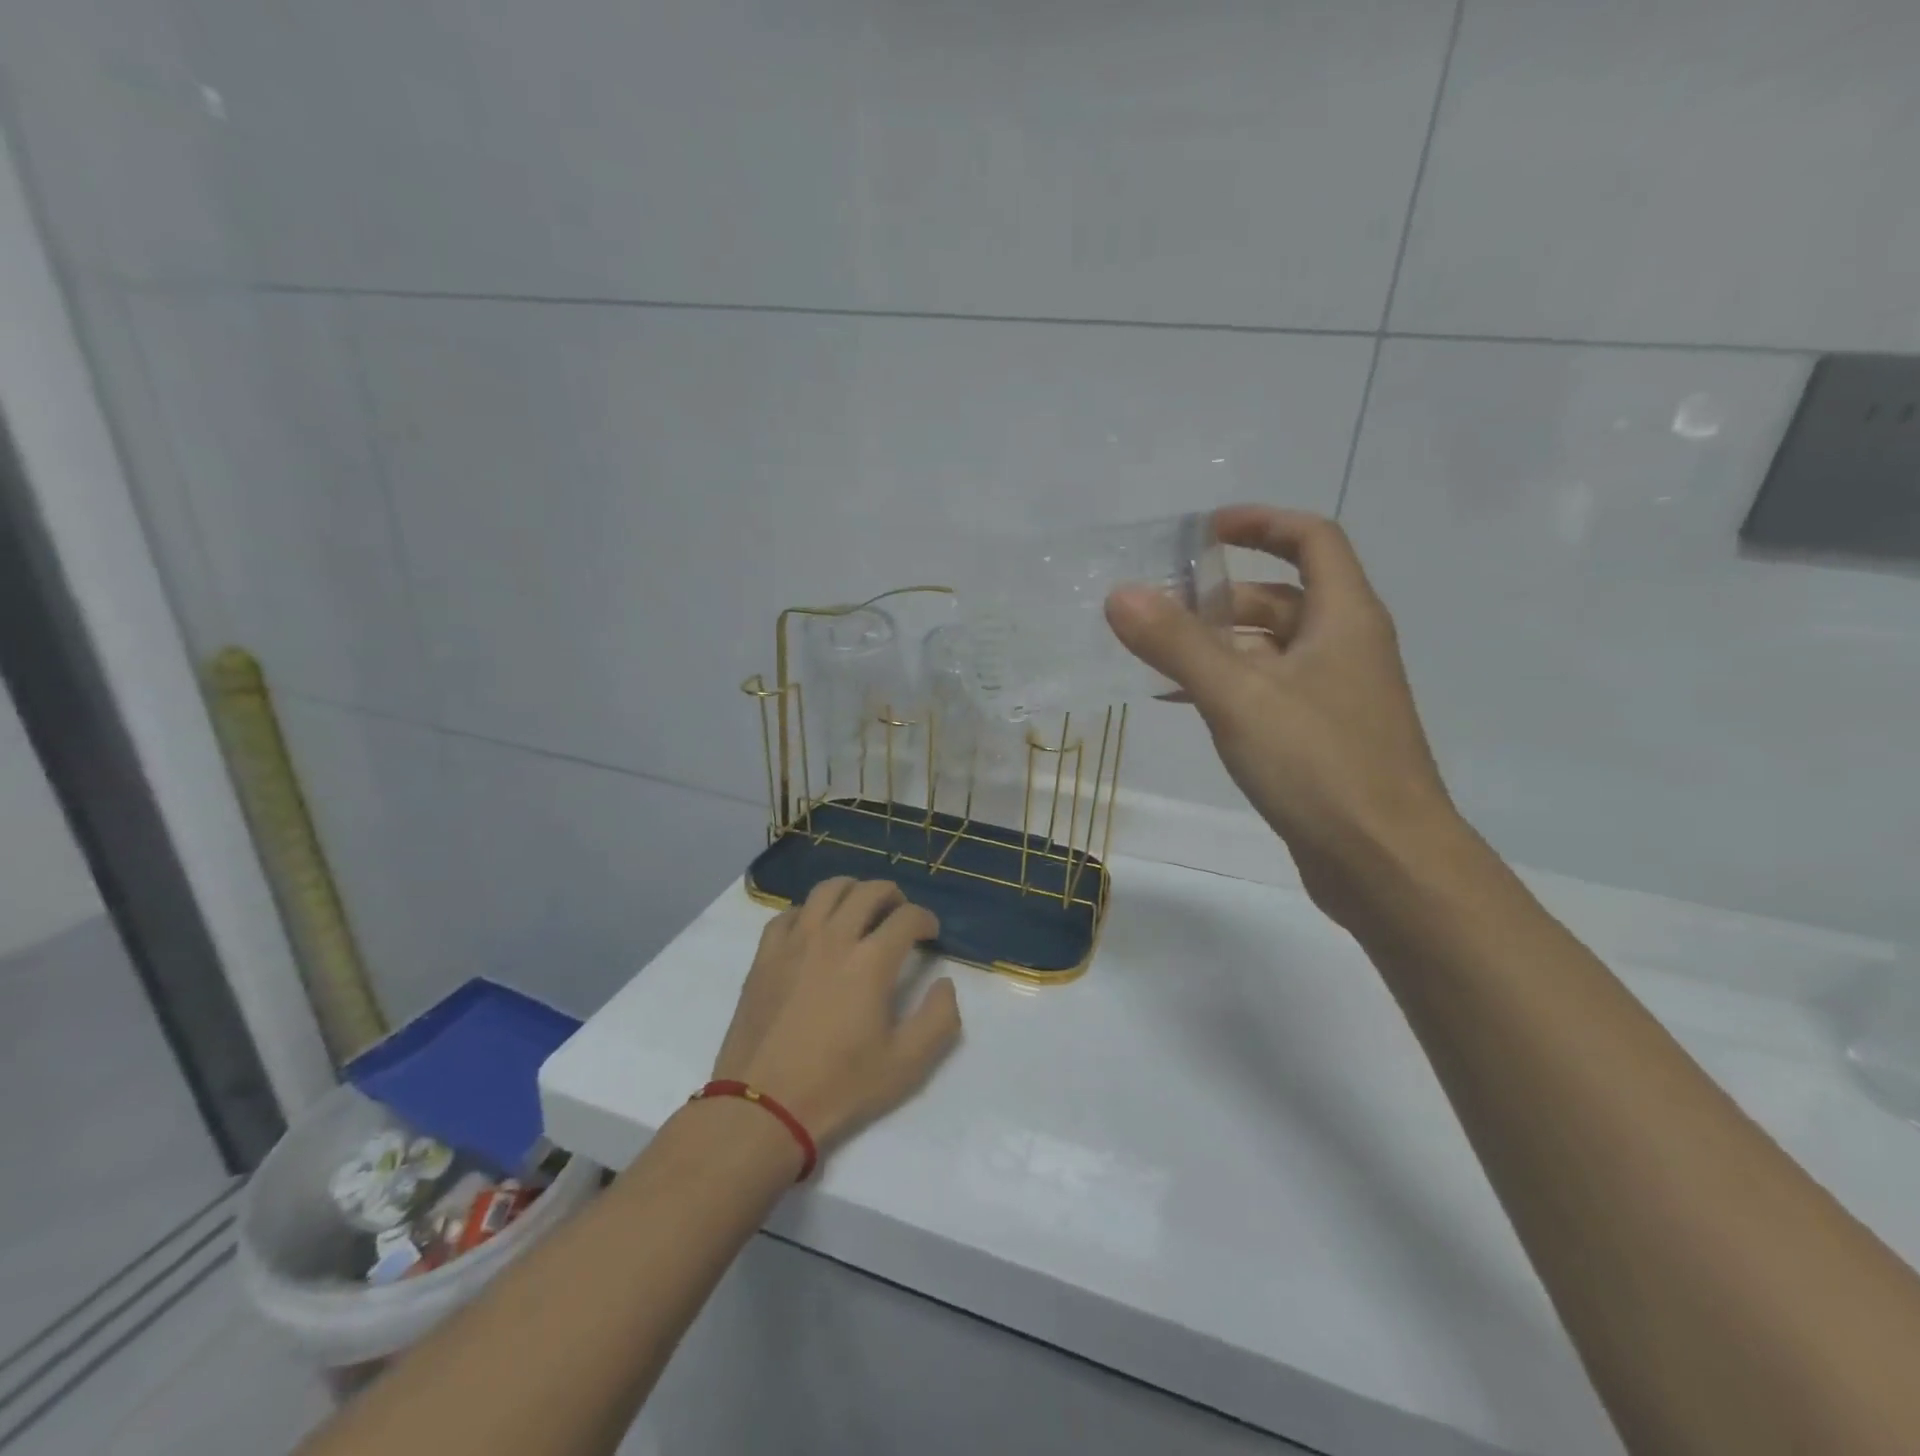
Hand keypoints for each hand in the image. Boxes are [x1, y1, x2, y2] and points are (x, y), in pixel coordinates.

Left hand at [711, 878, 960, 1152]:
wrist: (763, 1106)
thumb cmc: (839, 1086)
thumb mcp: (906, 1064)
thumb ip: (939, 1018)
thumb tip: (945, 983)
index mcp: (871, 961)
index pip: (907, 917)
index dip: (925, 919)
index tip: (930, 934)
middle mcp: (833, 938)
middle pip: (868, 891)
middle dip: (893, 895)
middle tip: (899, 913)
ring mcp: (794, 942)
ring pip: (827, 890)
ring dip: (851, 891)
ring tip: (860, 907)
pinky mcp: (765, 955)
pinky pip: (788, 913)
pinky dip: (809, 911)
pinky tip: (814, 929)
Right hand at [1106, 506, 1457, 923]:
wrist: (1386, 864)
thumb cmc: (1320, 765)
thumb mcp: (1239, 695)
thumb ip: (1177, 643)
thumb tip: (1121, 594)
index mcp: (1344, 618)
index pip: (1312, 538)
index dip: (1260, 522)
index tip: (1204, 531)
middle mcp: (1346, 647)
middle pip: (1282, 597)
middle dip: (1220, 596)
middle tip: (1158, 608)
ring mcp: (1336, 696)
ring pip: (1271, 650)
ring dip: (1217, 645)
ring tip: (1155, 656)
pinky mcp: (1321, 739)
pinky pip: (1268, 692)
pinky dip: (1226, 687)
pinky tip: (1181, 705)